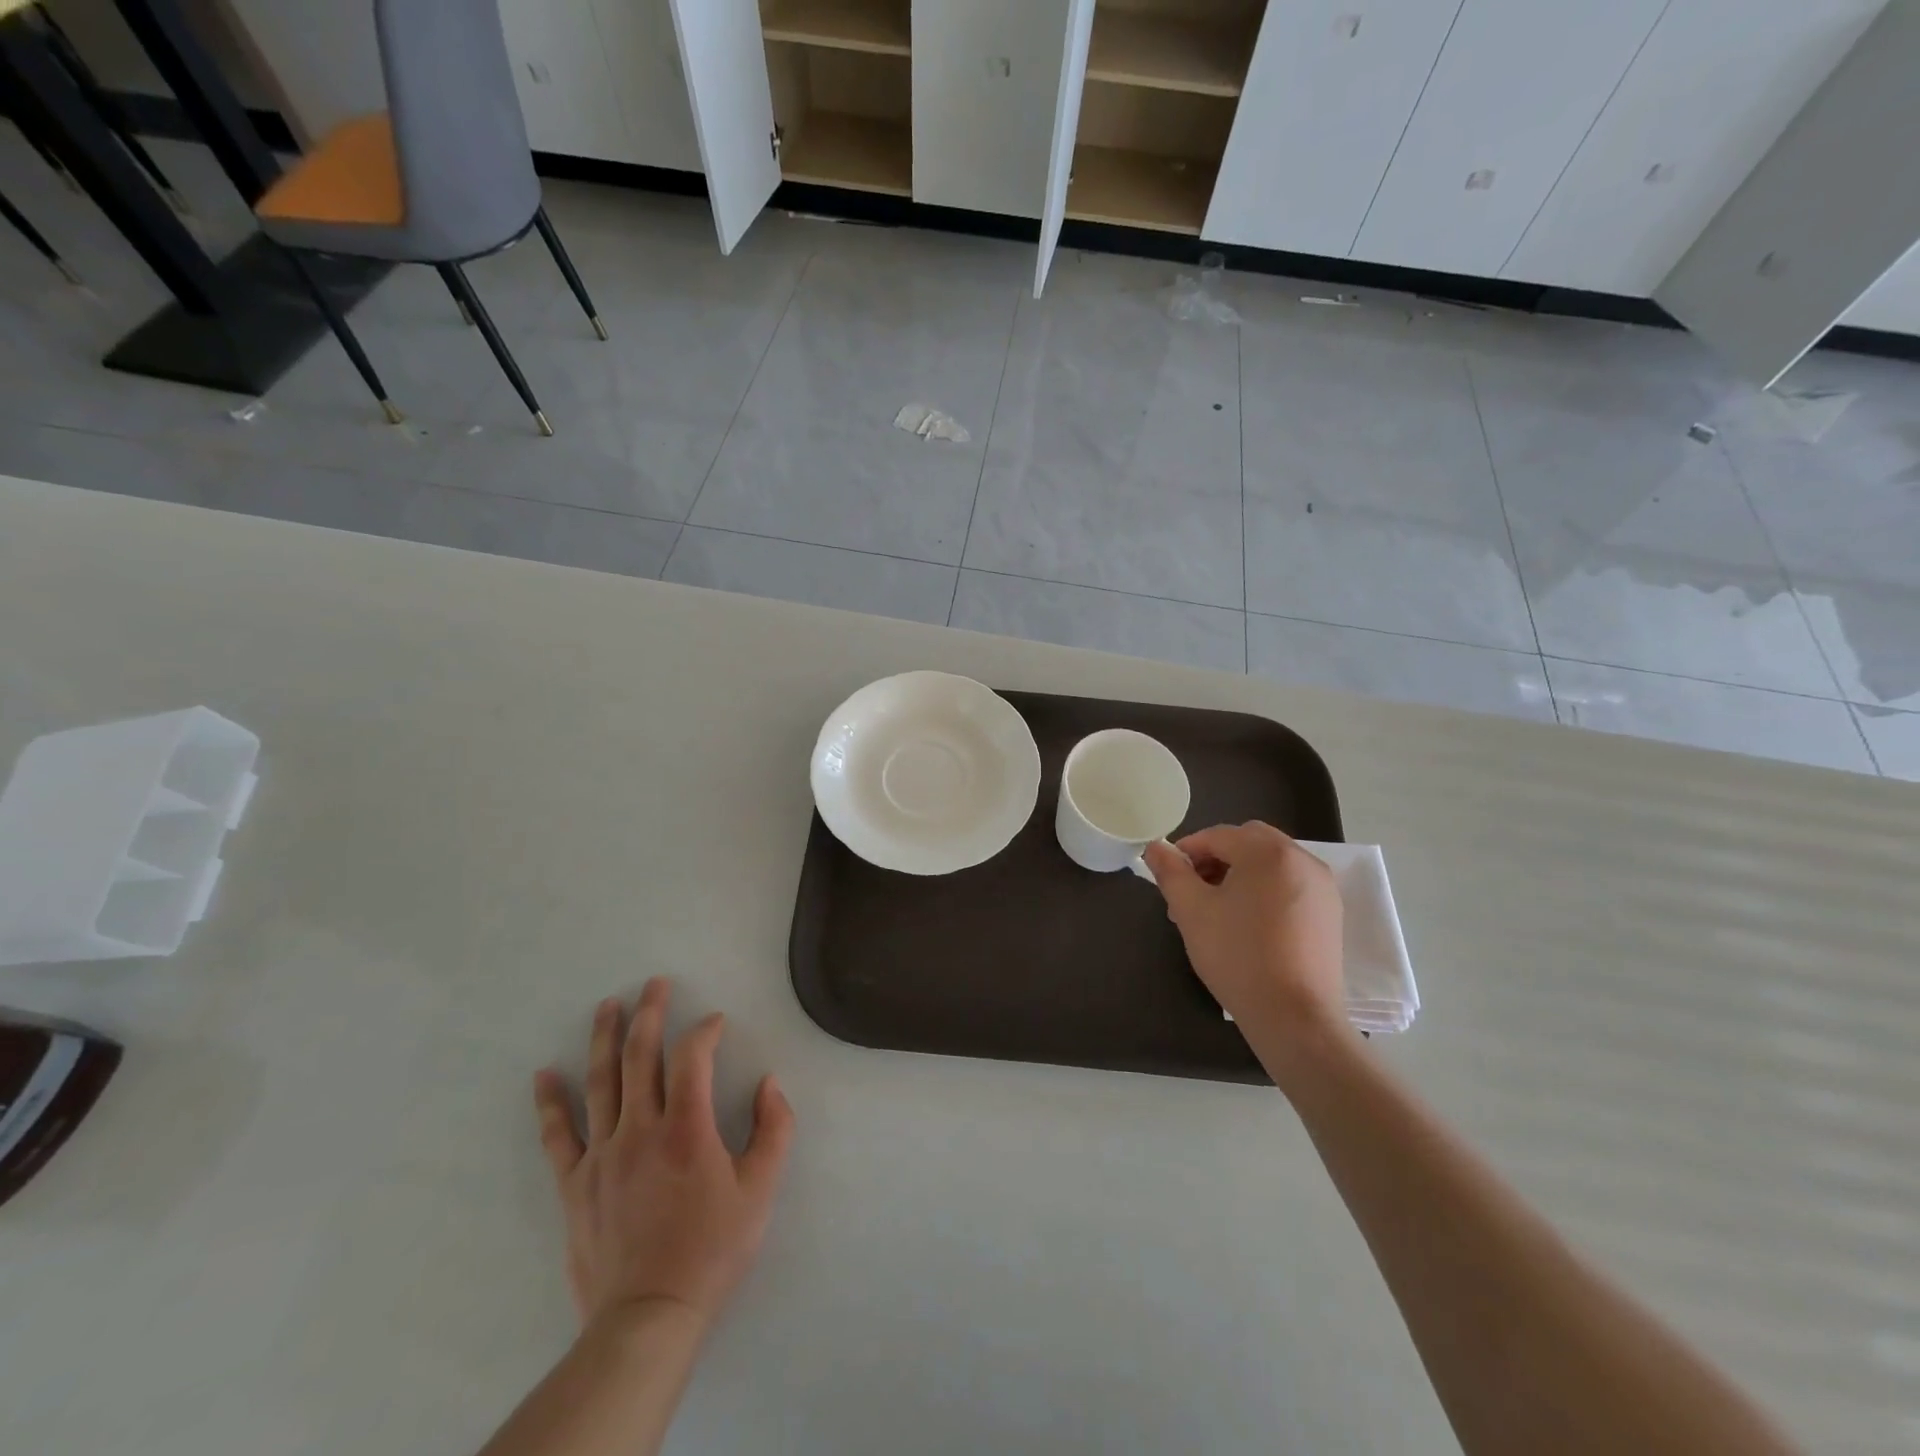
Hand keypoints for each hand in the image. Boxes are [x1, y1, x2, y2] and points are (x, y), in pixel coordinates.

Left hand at [533, 979, 794, 1336]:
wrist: (649, 1315)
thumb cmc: (712, 1248)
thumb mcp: (761, 1189)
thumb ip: (775, 1129)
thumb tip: (770, 1083)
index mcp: (687, 1127)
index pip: (692, 1057)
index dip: (705, 1031)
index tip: (716, 1023)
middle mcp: (640, 1128)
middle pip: (641, 1056)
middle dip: (650, 1013)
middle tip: (654, 983)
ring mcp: (602, 1154)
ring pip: (600, 1082)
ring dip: (604, 1038)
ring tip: (608, 1005)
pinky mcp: (575, 1183)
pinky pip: (558, 1134)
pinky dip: (549, 1102)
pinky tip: (544, 1074)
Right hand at [1143, 823, 1347, 1055]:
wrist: (1294, 1016)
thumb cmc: (1237, 956)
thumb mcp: (1192, 911)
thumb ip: (1171, 872)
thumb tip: (1156, 847)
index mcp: (1267, 852)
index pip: (1218, 835)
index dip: (1188, 851)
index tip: (1170, 878)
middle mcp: (1301, 859)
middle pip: (1248, 842)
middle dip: (1216, 858)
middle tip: (1194, 892)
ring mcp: (1322, 886)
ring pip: (1270, 863)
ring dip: (1240, 873)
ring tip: (1218, 910)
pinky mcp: (1330, 913)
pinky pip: (1290, 884)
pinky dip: (1265, 890)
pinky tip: (1249, 924)